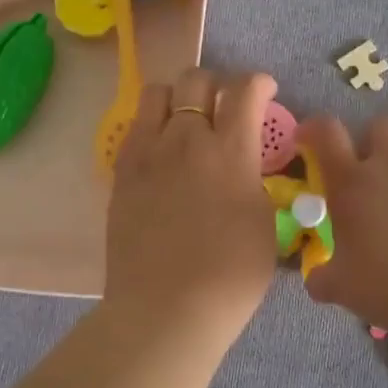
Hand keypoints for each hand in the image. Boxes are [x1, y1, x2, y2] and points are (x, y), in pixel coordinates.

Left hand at [104, 68, 280, 349]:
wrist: (167, 308)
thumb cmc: (231, 276)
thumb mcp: (264, 224)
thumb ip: (253, 180)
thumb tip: (244, 165)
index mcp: (230, 151)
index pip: (244, 90)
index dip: (259, 83)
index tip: (265, 91)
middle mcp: (186, 139)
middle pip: (196, 80)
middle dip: (217, 84)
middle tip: (225, 107)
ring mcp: (148, 152)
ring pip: (157, 93)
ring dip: (178, 96)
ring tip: (186, 120)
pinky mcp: (122, 171)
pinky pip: (135, 127)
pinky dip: (152, 125)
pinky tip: (162, 151)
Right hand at [299, 114, 387, 337]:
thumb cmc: (382, 283)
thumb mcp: (338, 286)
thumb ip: (321, 277)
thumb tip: (315, 280)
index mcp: (350, 183)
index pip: (327, 132)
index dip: (315, 127)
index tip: (308, 138)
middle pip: (383, 124)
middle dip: (374, 137)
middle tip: (369, 164)